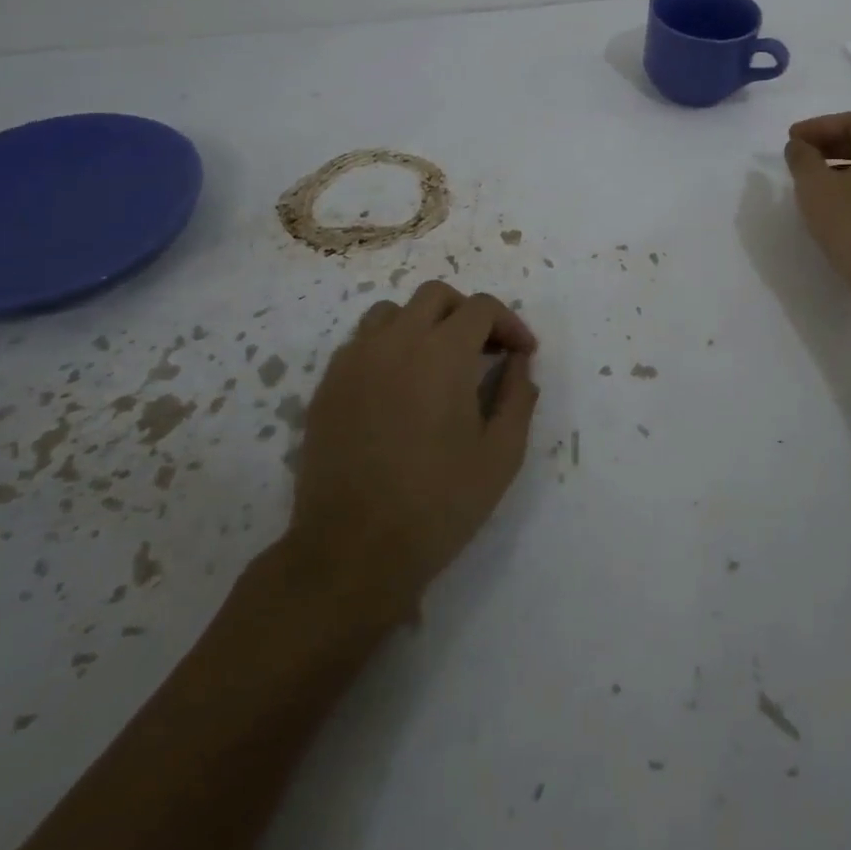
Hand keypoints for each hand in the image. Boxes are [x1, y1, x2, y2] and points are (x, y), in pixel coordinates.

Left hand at [289, 280, 539, 611]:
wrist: (351, 553)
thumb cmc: (438, 505)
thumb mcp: (501, 455)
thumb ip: (518, 397)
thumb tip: (519, 363)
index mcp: (442, 353)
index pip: (482, 308)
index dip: (509, 323)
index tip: (522, 353)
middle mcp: (396, 342)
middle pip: (436, 296)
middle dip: (468, 313)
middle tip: (484, 351)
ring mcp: (354, 361)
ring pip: (392, 312)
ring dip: (423, 323)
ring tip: (438, 361)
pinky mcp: (327, 386)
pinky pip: (361, 342)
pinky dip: (387, 347)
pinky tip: (398, 386)